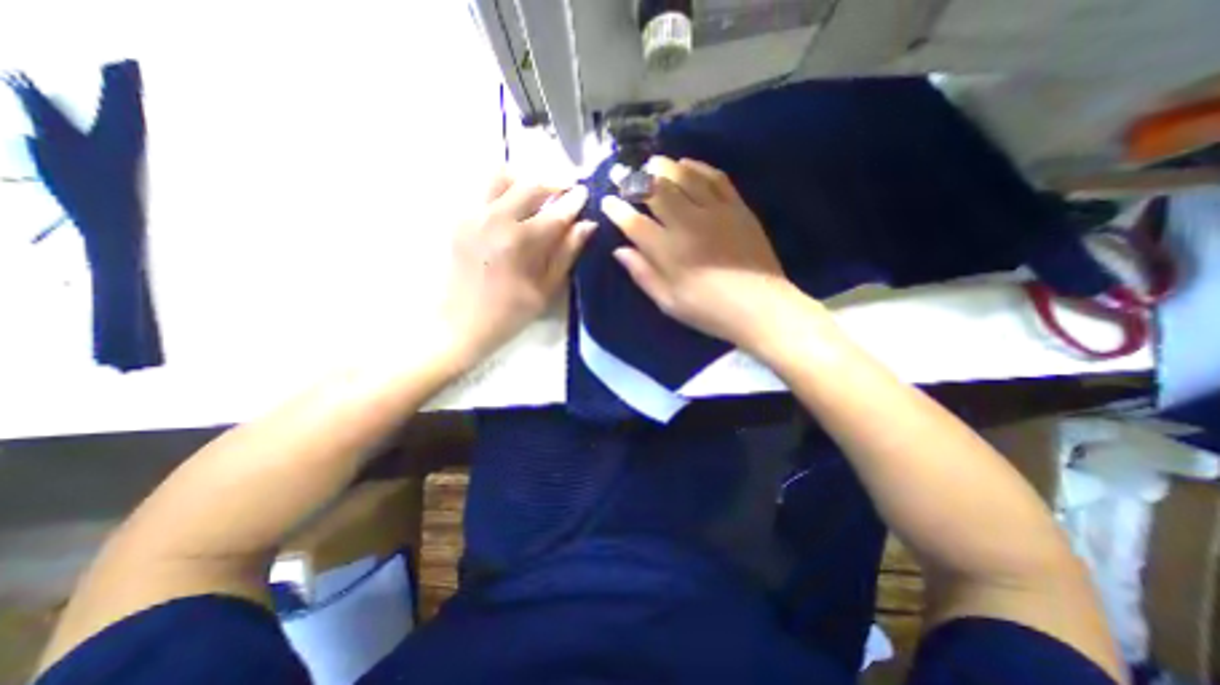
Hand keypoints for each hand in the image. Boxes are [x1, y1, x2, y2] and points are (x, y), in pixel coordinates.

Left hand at [441, 170, 593, 368]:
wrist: (461, 323)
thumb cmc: (510, 313)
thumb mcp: (546, 289)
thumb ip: (567, 253)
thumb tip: (587, 225)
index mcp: (520, 241)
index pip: (556, 212)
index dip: (574, 201)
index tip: (585, 193)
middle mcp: (495, 219)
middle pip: (530, 186)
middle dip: (553, 185)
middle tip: (566, 193)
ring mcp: (473, 216)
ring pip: (501, 179)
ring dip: (525, 183)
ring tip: (537, 197)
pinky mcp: (460, 220)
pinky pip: (484, 192)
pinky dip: (504, 191)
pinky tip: (513, 210)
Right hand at [598, 156, 807, 353]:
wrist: (758, 306)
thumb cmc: (708, 310)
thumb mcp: (668, 302)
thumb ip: (643, 274)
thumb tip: (620, 251)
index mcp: (667, 250)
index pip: (634, 222)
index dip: (617, 209)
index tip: (607, 201)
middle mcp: (686, 223)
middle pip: (655, 192)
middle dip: (634, 181)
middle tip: (623, 174)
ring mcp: (714, 211)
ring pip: (684, 177)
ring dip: (664, 167)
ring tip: (652, 164)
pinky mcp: (736, 207)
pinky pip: (715, 177)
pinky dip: (698, 167)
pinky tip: (687, 164)